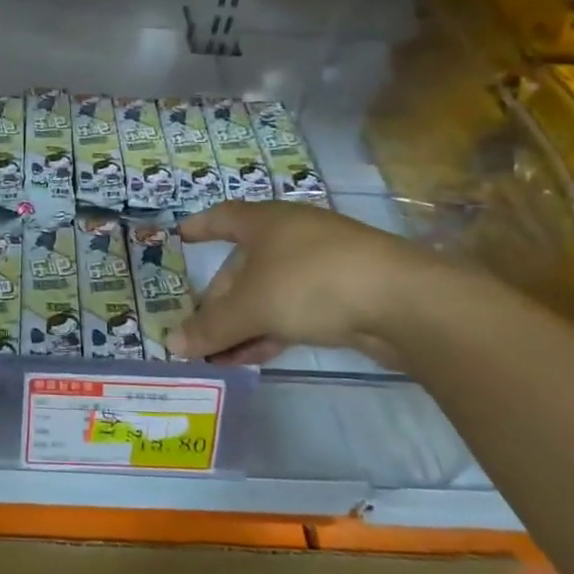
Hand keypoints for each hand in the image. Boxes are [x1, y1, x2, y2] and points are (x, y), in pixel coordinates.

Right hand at [166, 200, 426, 366]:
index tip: (180, 237)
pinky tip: (255, 356)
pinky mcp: (344, 293)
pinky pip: (294, 309)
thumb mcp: (251, 307)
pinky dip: (271, 329)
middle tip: (198, 330)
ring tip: (220, 355)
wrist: (401, 301)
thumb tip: (172, 343)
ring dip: (243, 322)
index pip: (223, 217)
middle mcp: (291, 236)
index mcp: (265, 222)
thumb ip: (211, 327)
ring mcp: (321, 264)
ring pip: (269, 291)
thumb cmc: (311, 283)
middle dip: (219, 299)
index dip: (200, 227)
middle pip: (243, 265)